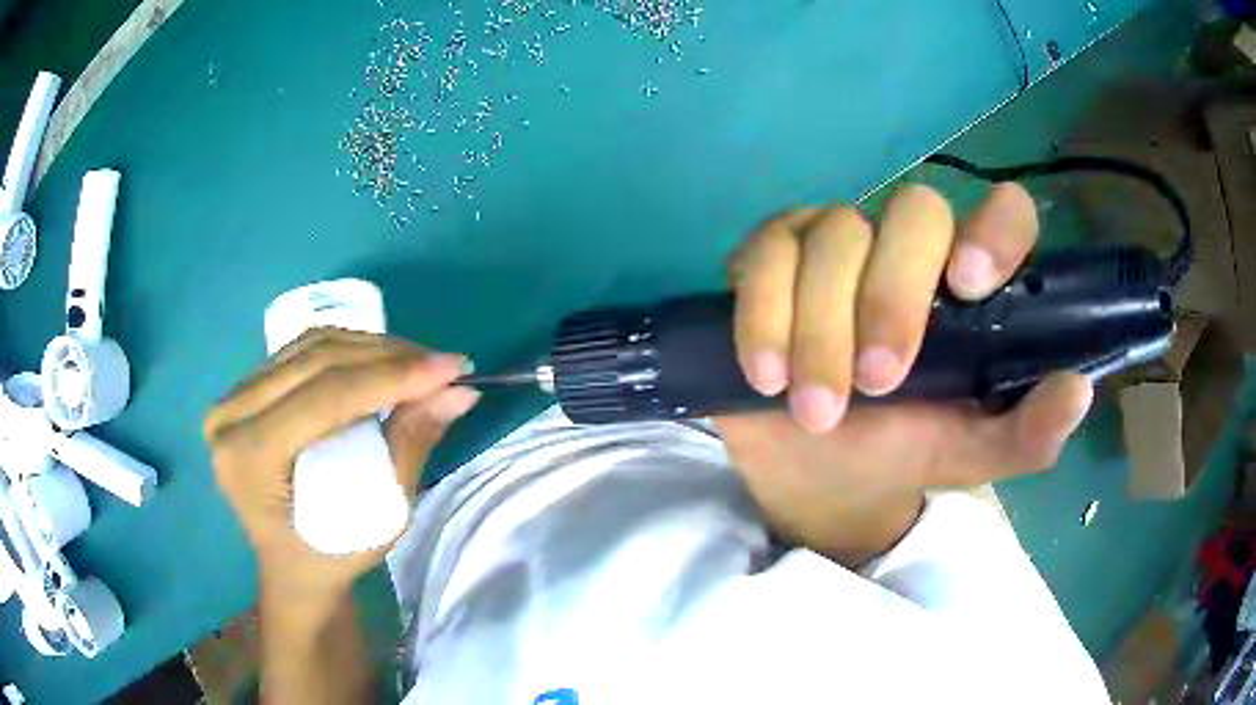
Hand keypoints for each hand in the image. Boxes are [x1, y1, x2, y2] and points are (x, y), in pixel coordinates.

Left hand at [204, 328, 479, 602]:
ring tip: (419, 362)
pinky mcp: (244, 389)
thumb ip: (410, 446)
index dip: (392, 377)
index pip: (325, 398)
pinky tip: (383, 362)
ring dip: (373, 347)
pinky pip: (302, 352)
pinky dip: (350, 351)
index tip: (452, 369)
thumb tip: (458, 393)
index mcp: (248, 459)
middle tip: (444, 366)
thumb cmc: (331, 558)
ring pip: (310, 346)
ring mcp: (231, 398)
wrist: (290, 569)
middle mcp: (229, 417)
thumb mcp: (378, 517)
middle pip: (317, 361)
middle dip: (389, 357)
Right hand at [716, 183, 1093, 564]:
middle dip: (893, 296)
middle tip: (878, 383)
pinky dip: (764, 316)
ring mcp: (837, 240)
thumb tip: (1077, 391)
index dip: (994, 229)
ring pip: (834, 234)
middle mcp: (909, 246)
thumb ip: (1022, 434)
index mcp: (967, 283)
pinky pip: (766, 254)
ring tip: (816, 411)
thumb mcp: (965, 455)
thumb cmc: (896, 452)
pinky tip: (766, 375)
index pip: (1004, 215)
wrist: (808, 469)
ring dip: (822, 329)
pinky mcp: (772, 254)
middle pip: (914, 211)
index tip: (969, 286)